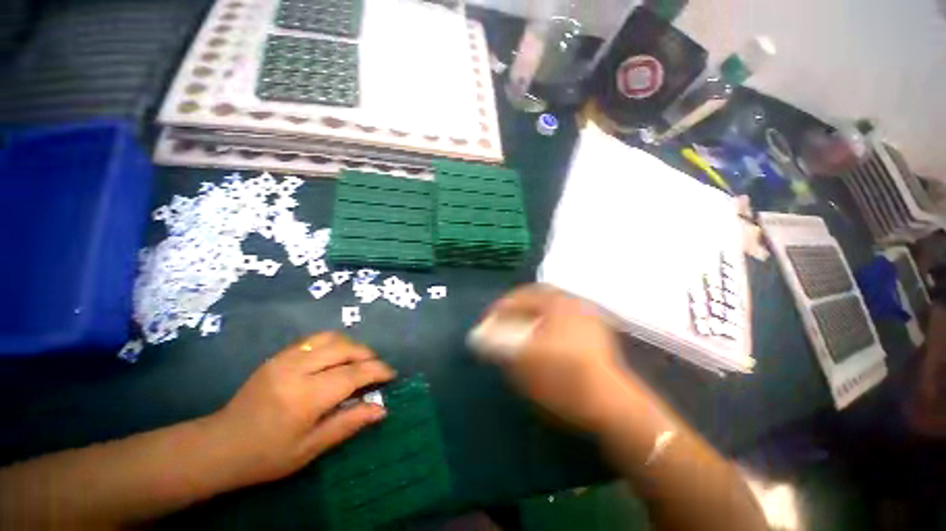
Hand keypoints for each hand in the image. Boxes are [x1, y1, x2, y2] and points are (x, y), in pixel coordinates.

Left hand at [206, 332, 394, 486]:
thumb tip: (381, 409)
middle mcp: (297, 370)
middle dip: (367, 355)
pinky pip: (314, 339)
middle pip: (344, 349)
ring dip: (351, 345)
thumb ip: (348, 423)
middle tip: (376, 368)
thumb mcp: (310, 448)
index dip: (377, 371)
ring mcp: (285, 358)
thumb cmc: (267, 455)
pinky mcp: (278, 355)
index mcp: (306, 397)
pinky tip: (335, 357)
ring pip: (330, 337)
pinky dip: (333, 343)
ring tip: (358, 360)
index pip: (353, 374)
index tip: (391, 374)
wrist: (219, 445)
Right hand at [478, 284, 643, 431]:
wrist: (611, 406)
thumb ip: (496, 345)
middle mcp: (573, 302)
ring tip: (517, 334)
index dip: (498, 309)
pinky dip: (546, 327)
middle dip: (514, 312)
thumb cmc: (562, 377)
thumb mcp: (522, 360)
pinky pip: (562, 322)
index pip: (519, 296)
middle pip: (535, 300)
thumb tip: (475, 337)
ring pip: (549, 311)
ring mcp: (587, 317)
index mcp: (557, 301)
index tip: (485, 323)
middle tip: (500, 326)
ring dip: (530, 319)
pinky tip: (540, 343)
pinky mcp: (595, 334)